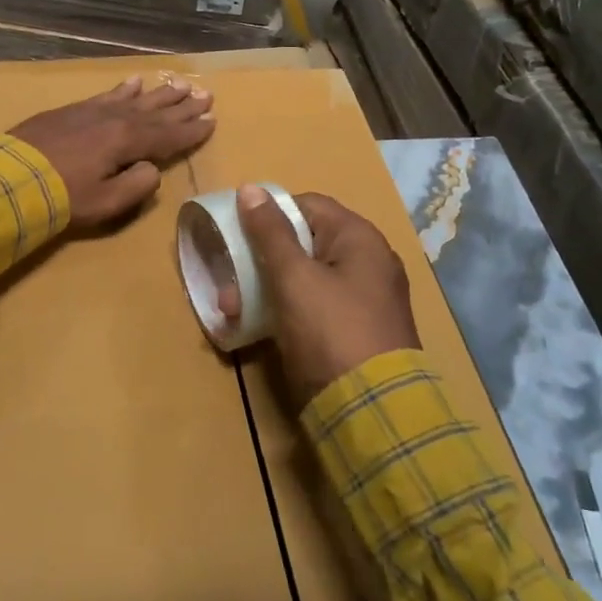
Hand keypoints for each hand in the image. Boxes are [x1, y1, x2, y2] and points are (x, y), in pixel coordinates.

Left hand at [9, 75, 215, 227]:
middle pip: (157, 112)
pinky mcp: (73, 110)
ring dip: (160, 94)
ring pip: (136, 99)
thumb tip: (152, 169)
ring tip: (180, 84)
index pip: (169, 136)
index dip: (192, 130)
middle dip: (183, 105)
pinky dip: (124, 89)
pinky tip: (135, 81)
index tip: (213, 121)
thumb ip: (137, 186)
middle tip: (206, 94)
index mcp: (128, 142)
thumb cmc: (62, 198)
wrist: (9, 178)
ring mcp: (93, 111)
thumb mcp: (106, 203)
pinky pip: (107, 94)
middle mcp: (116, 120)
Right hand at [226, 186, 419, 405]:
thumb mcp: (294, 278)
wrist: (373, 411)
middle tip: (228, 282)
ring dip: (266, 288)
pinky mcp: (356, 331)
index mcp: (360, 239)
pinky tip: (254, 327)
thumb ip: (270, 233)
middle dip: (262, 260)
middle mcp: (368, 262)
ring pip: (305, 278)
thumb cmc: (331, 331)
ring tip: (233, 311)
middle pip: (305, 243)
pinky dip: (286, 311)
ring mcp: (364, 299)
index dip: (270, 214)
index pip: (308, 205)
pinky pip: (314, 307)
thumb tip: (250, 189)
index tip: (237, 233)